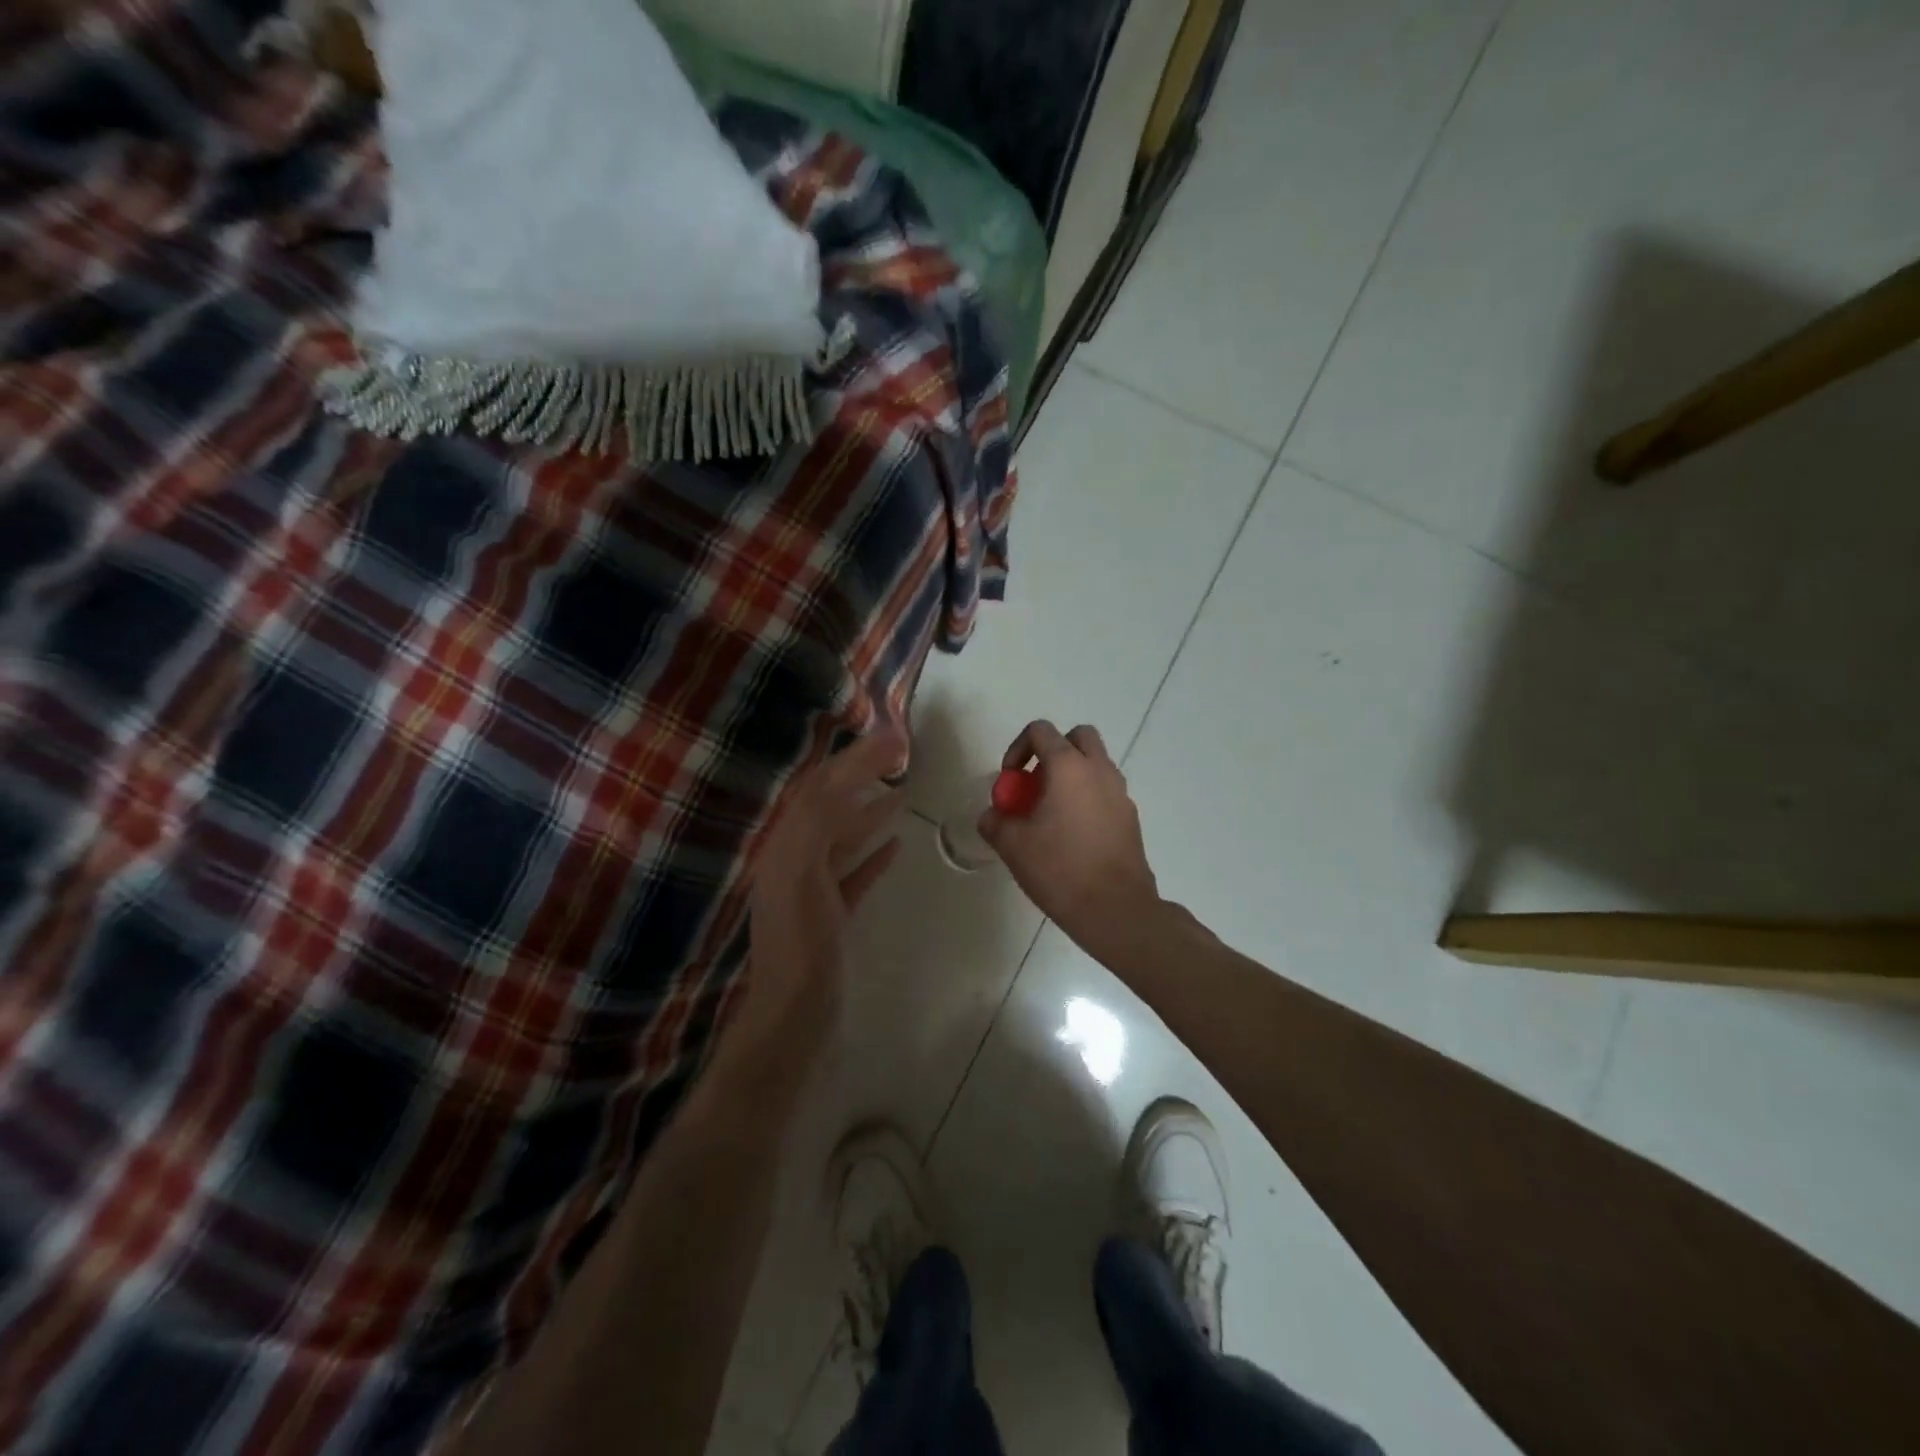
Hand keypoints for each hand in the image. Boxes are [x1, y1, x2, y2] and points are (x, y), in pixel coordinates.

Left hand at [736, 730, 906, 1053]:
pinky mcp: (832, 914)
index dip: (853, 760)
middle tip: (899, 754)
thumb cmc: (800, 943)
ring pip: (843, 837)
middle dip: (861, 776)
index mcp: (784, 846)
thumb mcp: (800, 873)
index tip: (891, 738)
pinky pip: (854, 872)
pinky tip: (896, 844)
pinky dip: (873, 853)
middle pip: (831, 806)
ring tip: (901, 788)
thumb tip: (842, 777)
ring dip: (870, 810)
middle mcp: (794, 859)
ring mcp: (813, 888)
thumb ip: (816, 822)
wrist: (795, 1015)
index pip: (820, 788)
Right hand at [979, 721, 1163, 959]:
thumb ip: (995, 821)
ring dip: (1071, 775)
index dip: (1018, 748)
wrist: (1115, 908)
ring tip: (1051, 812)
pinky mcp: (1130, 817)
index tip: (1010, 779)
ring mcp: (1120, 793)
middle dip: (1053, 751)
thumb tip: (992, 815)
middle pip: (1077, 737)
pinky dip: (1087, 798)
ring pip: (1095, 764)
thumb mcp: (1013, 845)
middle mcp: (1099, 770)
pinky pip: (1105, 792)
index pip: (1041, 731)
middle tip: (1035, 784)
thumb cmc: (1060, 869)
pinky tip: (1072, 835)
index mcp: (1068, 766)